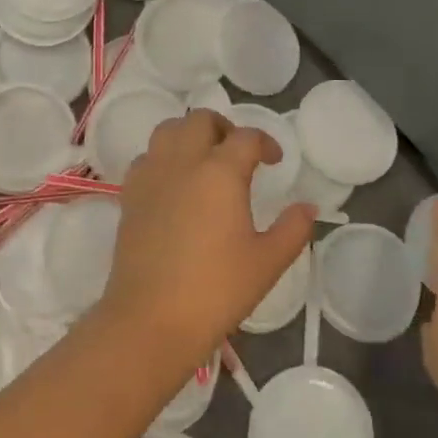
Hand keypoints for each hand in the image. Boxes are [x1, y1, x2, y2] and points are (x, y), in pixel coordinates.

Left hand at [99, 111, 315, 367]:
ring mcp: (151, 175)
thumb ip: (292, 229)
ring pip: (167, 131)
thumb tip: (308, 207)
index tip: (274, 161)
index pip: (246, 138)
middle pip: (201, 120)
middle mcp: (183, 162)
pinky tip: (174, 184)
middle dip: (224, 128)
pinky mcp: (129, 195)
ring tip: (204, 161)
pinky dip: (163, 158)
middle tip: (237, 153)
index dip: (265, 143)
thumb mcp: (267, 262)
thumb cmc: (216, 289)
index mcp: (220, 172)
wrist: (152, 317)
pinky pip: (146, 158)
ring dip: (189, 135)